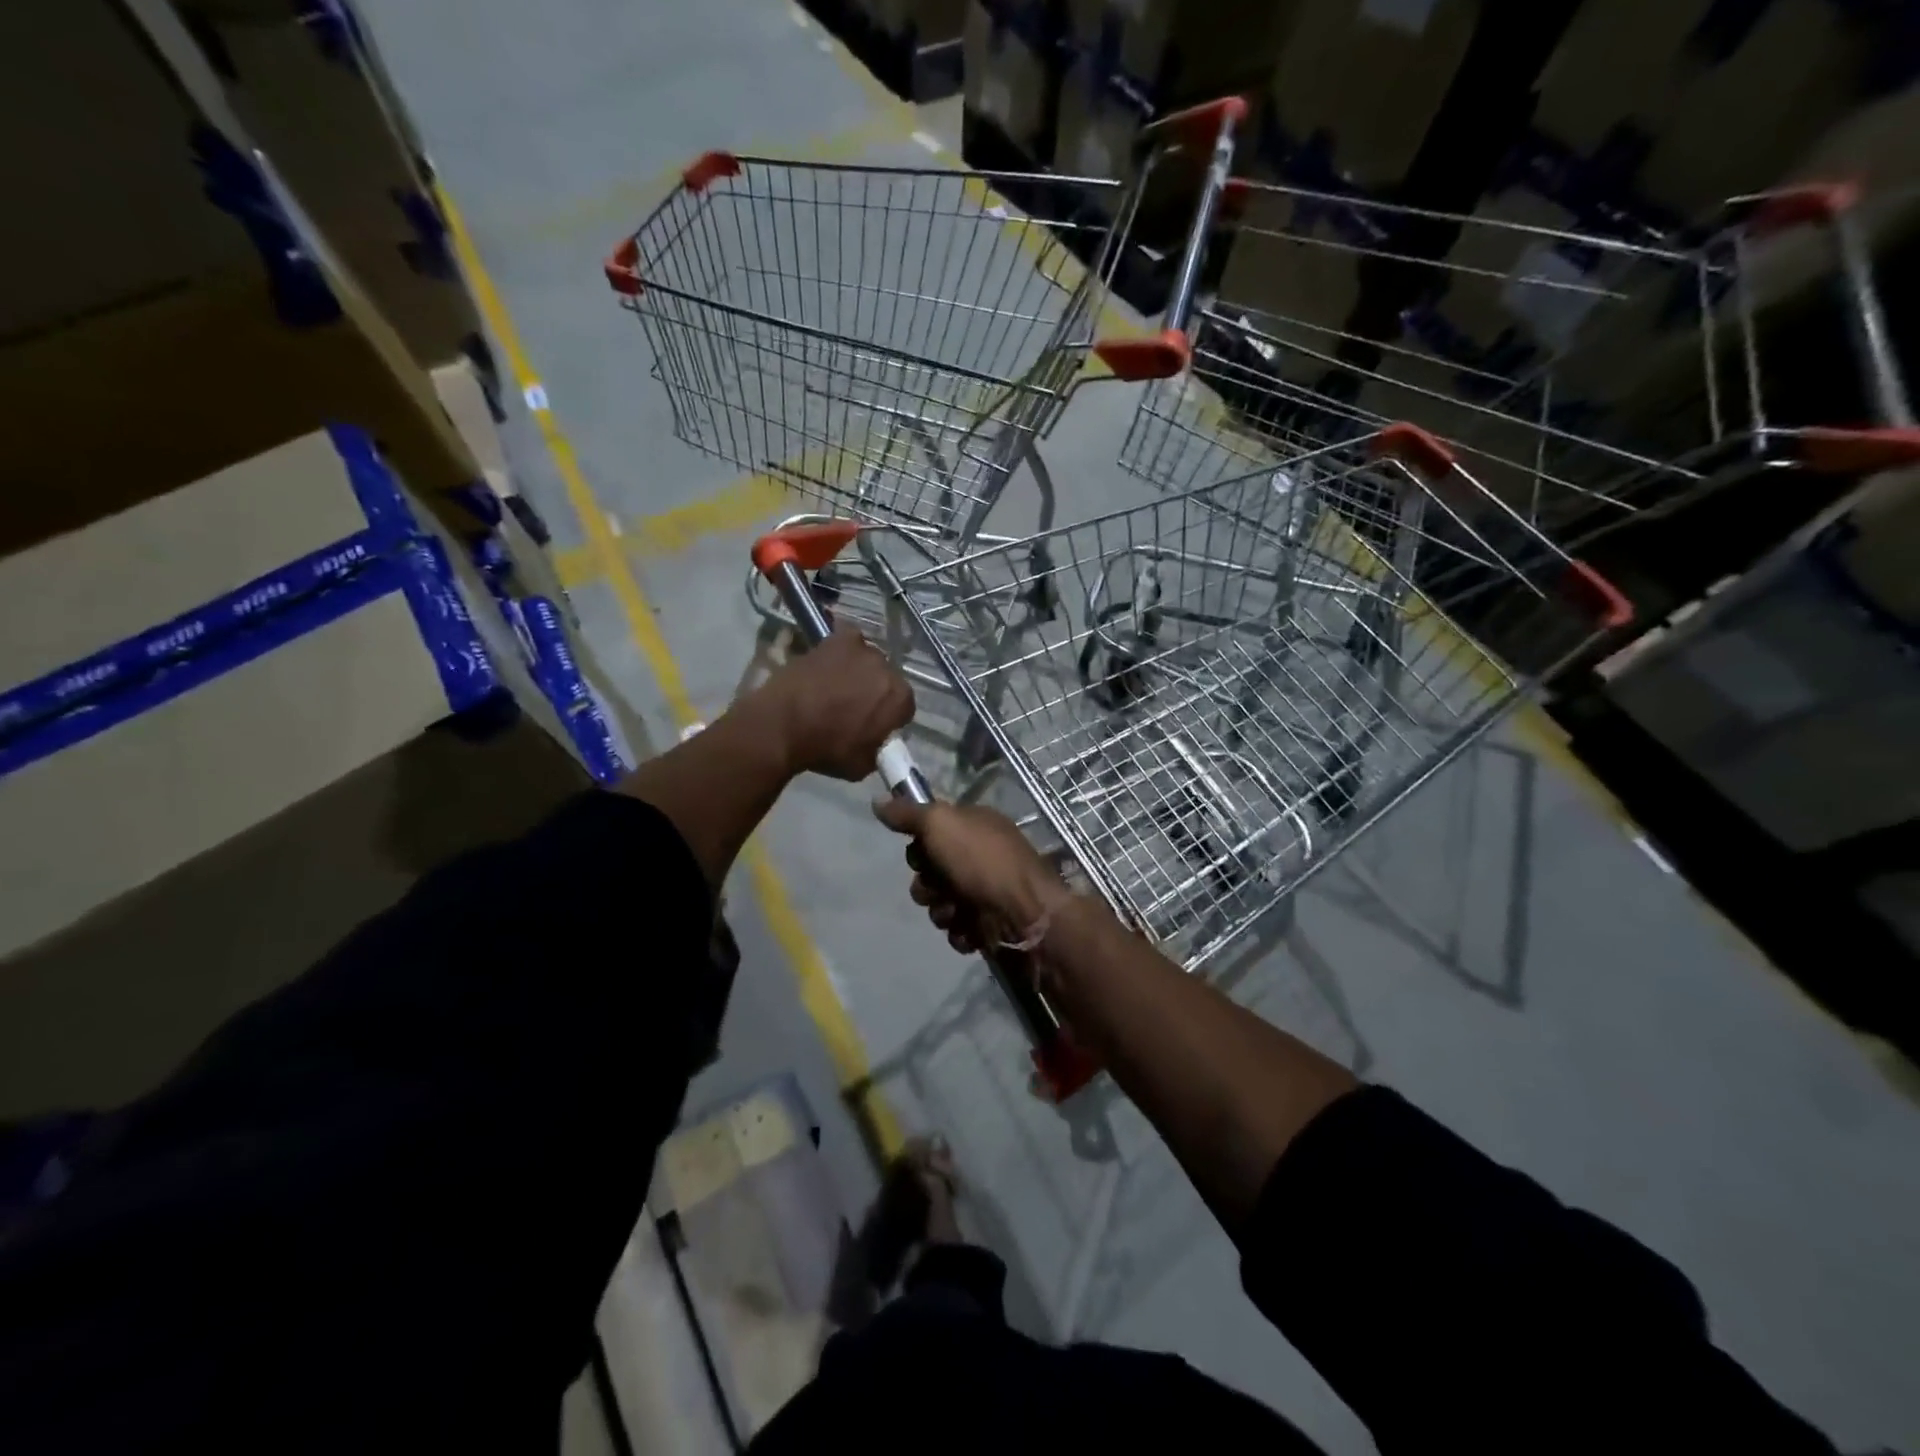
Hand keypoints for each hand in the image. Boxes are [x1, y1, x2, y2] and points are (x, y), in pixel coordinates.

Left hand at [751, 622, 913, 780]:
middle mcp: (887, 668)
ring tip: (835, 685)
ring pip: (867, 660)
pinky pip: (848, 641)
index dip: (889, 717)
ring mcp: (861, 649)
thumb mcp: (863, 765)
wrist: (782, 725)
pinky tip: (828, 664)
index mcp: (900, 699)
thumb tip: (876, 741)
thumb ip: (878, 748)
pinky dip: (842, 650)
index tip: (874, 725)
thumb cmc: (825, 749)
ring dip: (858, 670)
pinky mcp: (835, 639)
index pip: (904, 707)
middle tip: (853, 706)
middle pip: (886, 679)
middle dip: (875, 691)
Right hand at [872, 799, 1071, 953]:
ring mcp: (986, 891)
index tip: (921, 853)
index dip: (920, 845)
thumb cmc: (983, 863)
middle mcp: (981, 855)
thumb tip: (877, 800)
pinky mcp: (988, 925)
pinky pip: (957, 929)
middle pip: (931, 870)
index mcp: (976, 825)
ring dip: (942, 910)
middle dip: (927, 884)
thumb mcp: (942, 825)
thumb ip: (908, 813)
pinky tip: (971, 930)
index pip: (932, 831)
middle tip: (939, 887)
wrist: (1026, 917)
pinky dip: (960, 931)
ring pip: (941, 902)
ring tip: (958, 912)